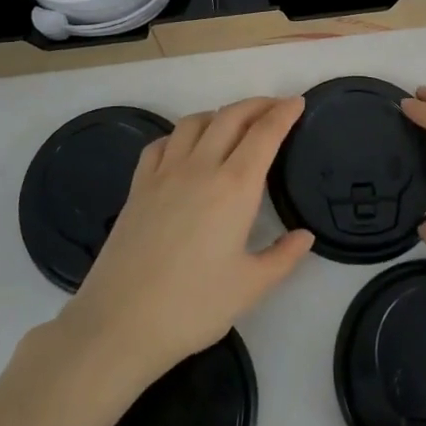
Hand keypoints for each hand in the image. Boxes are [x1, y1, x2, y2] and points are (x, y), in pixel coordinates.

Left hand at [56, 97, 314, 387]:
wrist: (120, 322)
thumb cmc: (193, 307)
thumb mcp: (250, 288)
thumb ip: (283, 257)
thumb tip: (305, 235)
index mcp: (234, 187)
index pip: (264, 134)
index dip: (283, 113)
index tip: (297, 102)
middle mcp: (200, 168)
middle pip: (230, 117)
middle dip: (256, 105)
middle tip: (275, 107)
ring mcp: (164, 173)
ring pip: (194, 123)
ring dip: (219, 114)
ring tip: (233, 124)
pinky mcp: (137, 186)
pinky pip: (161, 144)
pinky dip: (180, 135)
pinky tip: (185, 149)